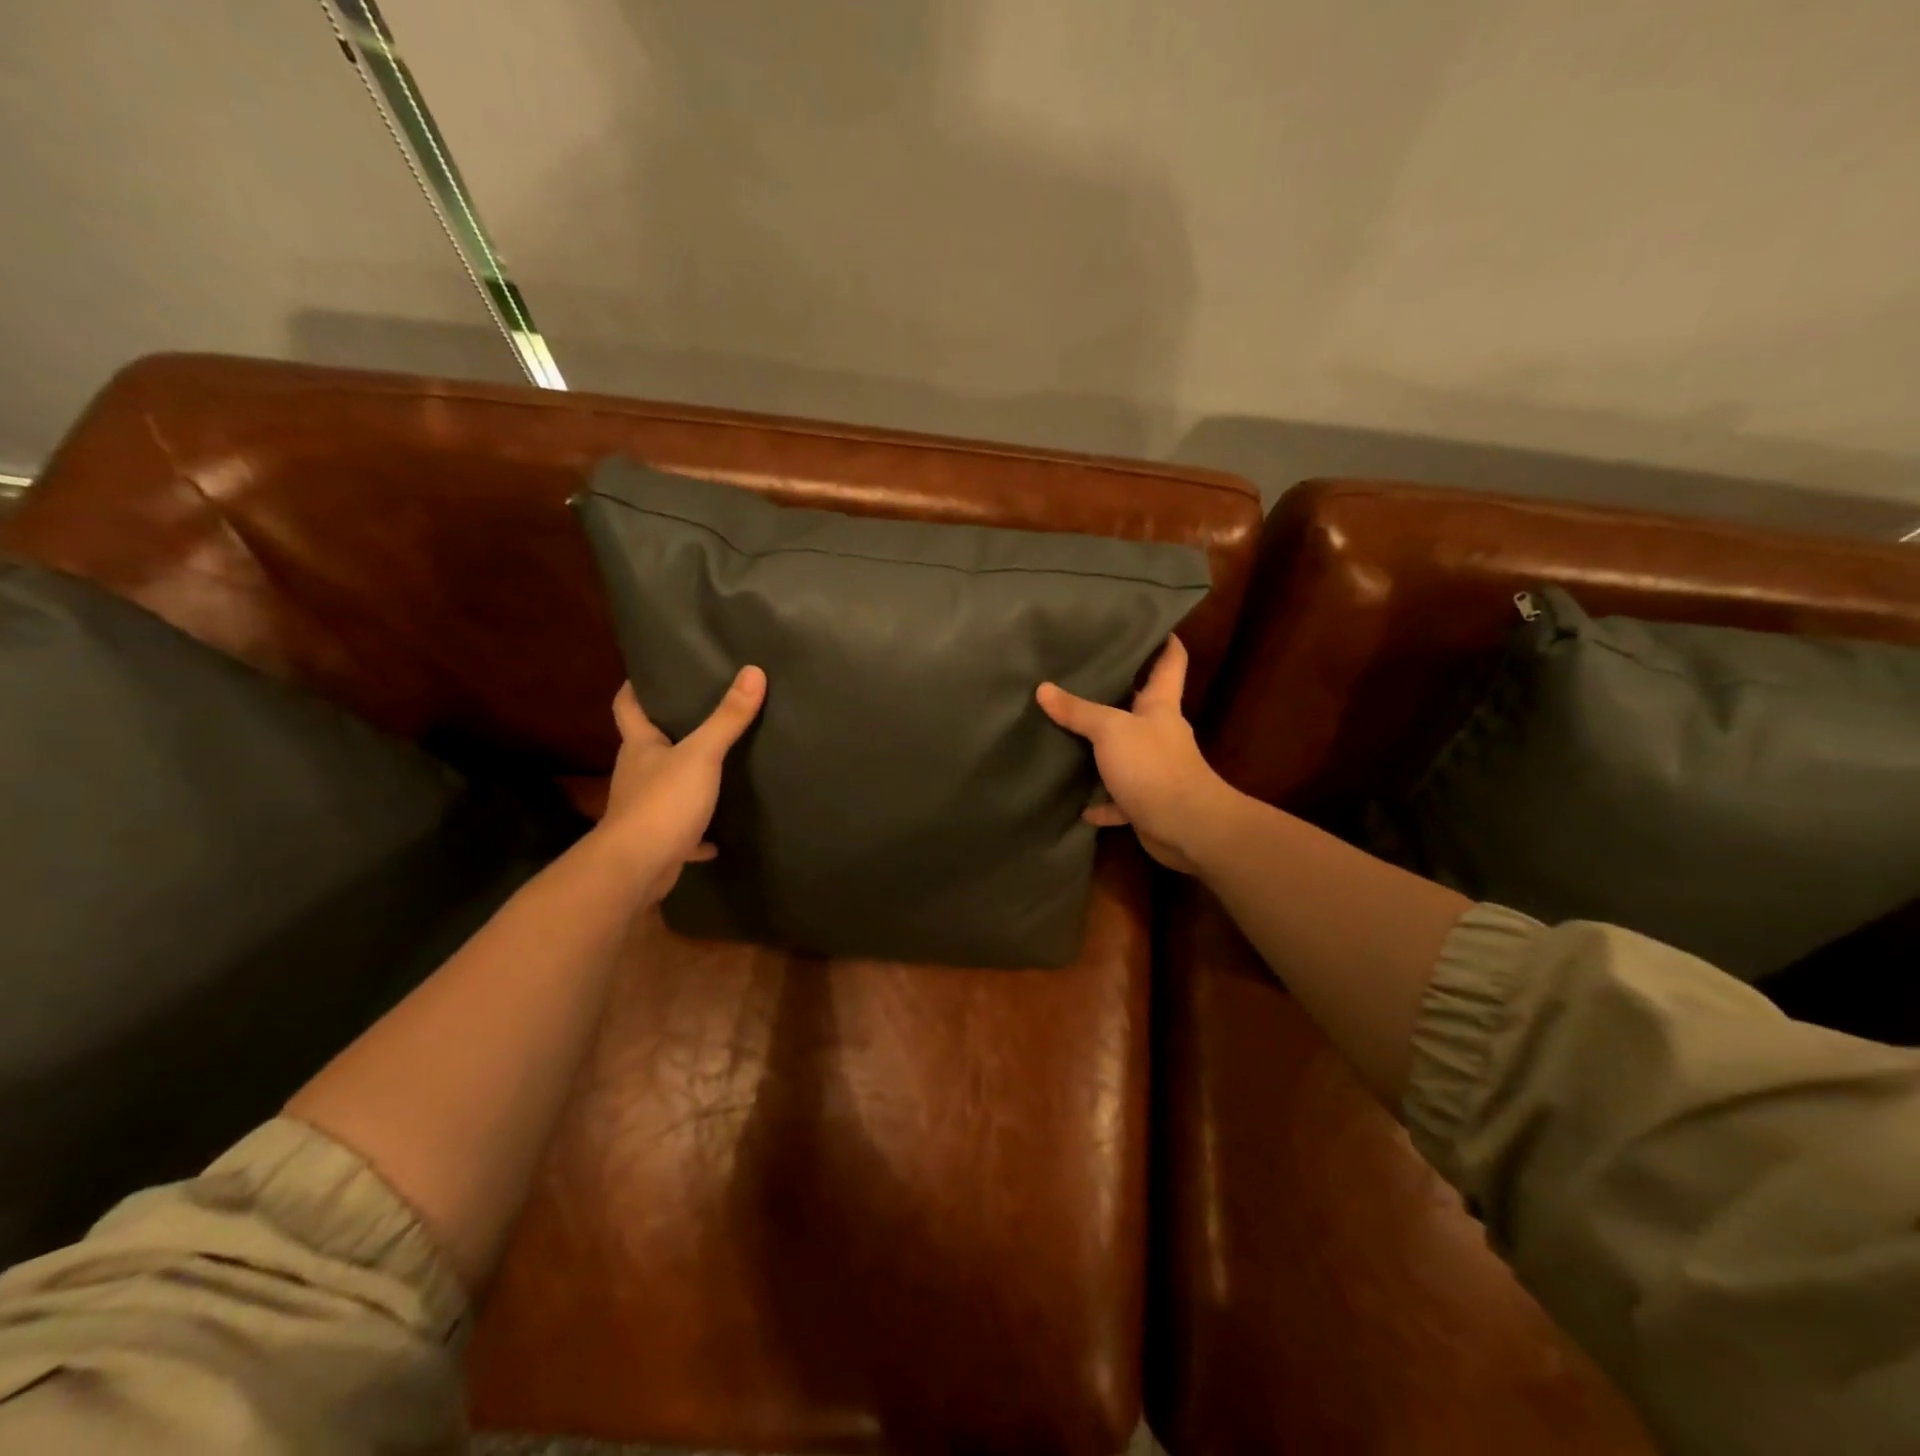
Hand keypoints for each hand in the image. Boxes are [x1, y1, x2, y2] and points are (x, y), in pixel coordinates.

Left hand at [593, 666, 765, 901]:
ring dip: (686, 779)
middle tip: (702, 712)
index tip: (649, 673)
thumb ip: (727, 718)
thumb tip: (753, 671)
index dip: (635, 687)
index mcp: (640, 746)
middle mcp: (637, 773)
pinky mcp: (658, 839)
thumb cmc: (662, 802)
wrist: (637, 868)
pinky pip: (682, 829)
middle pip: (649, 744)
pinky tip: (719, 835)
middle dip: (669, 730)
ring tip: (718, 765)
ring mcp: (645, 808)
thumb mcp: (701, 755)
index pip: (627, 706)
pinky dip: (699, 831)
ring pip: (666, 786)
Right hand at [1036, 636, 1238, 874]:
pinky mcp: (1146, 802)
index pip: (1170, 662)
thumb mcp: (1111, 730)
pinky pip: (1118, 798)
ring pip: (1125, 752)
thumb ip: (1078, 711)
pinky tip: (1080, 805)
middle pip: (1142, 705)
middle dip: (1120, 692)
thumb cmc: (1153, 766)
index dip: (1166, 641)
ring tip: (1071, 736)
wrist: (1186, 827)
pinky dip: (1102, 801)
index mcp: (1161, 706)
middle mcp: (1160, 733)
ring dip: (1103, 750)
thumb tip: (1043, 689)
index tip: (1154, 624)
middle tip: (1085, 675)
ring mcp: (1155, 769)